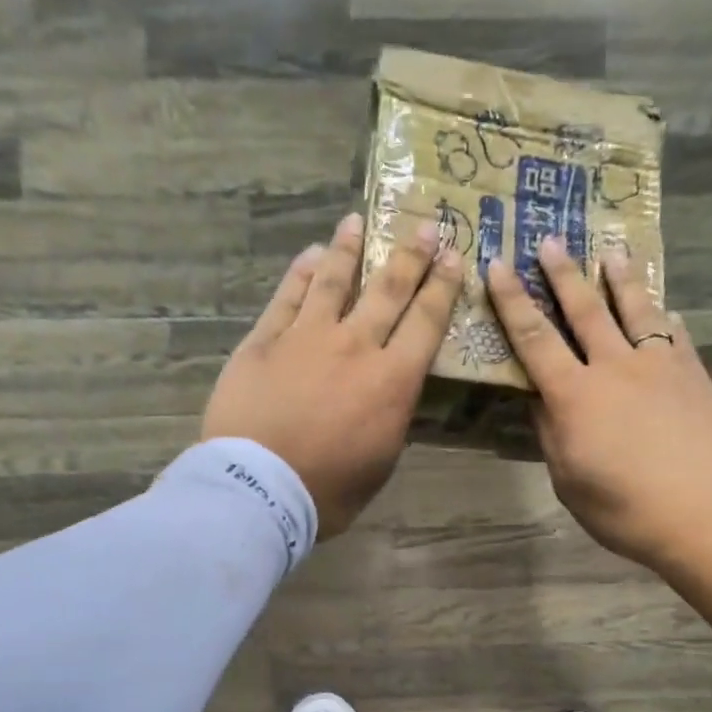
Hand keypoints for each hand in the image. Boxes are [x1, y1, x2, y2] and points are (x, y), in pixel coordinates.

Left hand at [204, 213, 461, 538]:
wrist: (258, 488)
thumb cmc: (327, 489)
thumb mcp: (381, 462)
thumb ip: (392, 419)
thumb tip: (393, 393)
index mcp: (393, 380)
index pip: (426, 322)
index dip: (443, 286)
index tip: (453, 256)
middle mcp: (355, 346)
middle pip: (388, 290)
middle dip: (410, 255)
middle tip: (423, 225)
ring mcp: (306, 337)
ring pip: (334, 281)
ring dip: (349, 249)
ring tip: (356, 222)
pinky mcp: (264, 341)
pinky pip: (287, 297)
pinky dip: (301, 273)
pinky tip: (310, 255)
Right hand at [485, 239, 711, 577]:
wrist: (704, 517)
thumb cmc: (623, 509)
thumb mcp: (567, 480)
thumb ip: (550, 433)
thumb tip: (538, 400)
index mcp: (574, 395)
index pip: (534, 338)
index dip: (512, 301)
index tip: (498, 266)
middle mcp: (615, 368)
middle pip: (585, 311)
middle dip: (563, 274)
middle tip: (550, 240)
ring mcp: (661, 368)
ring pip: (637, 312)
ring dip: (621, 280)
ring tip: (614, 252)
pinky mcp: (695, 377)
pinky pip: (677, 337)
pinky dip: (666, 320)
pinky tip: (666, 310)